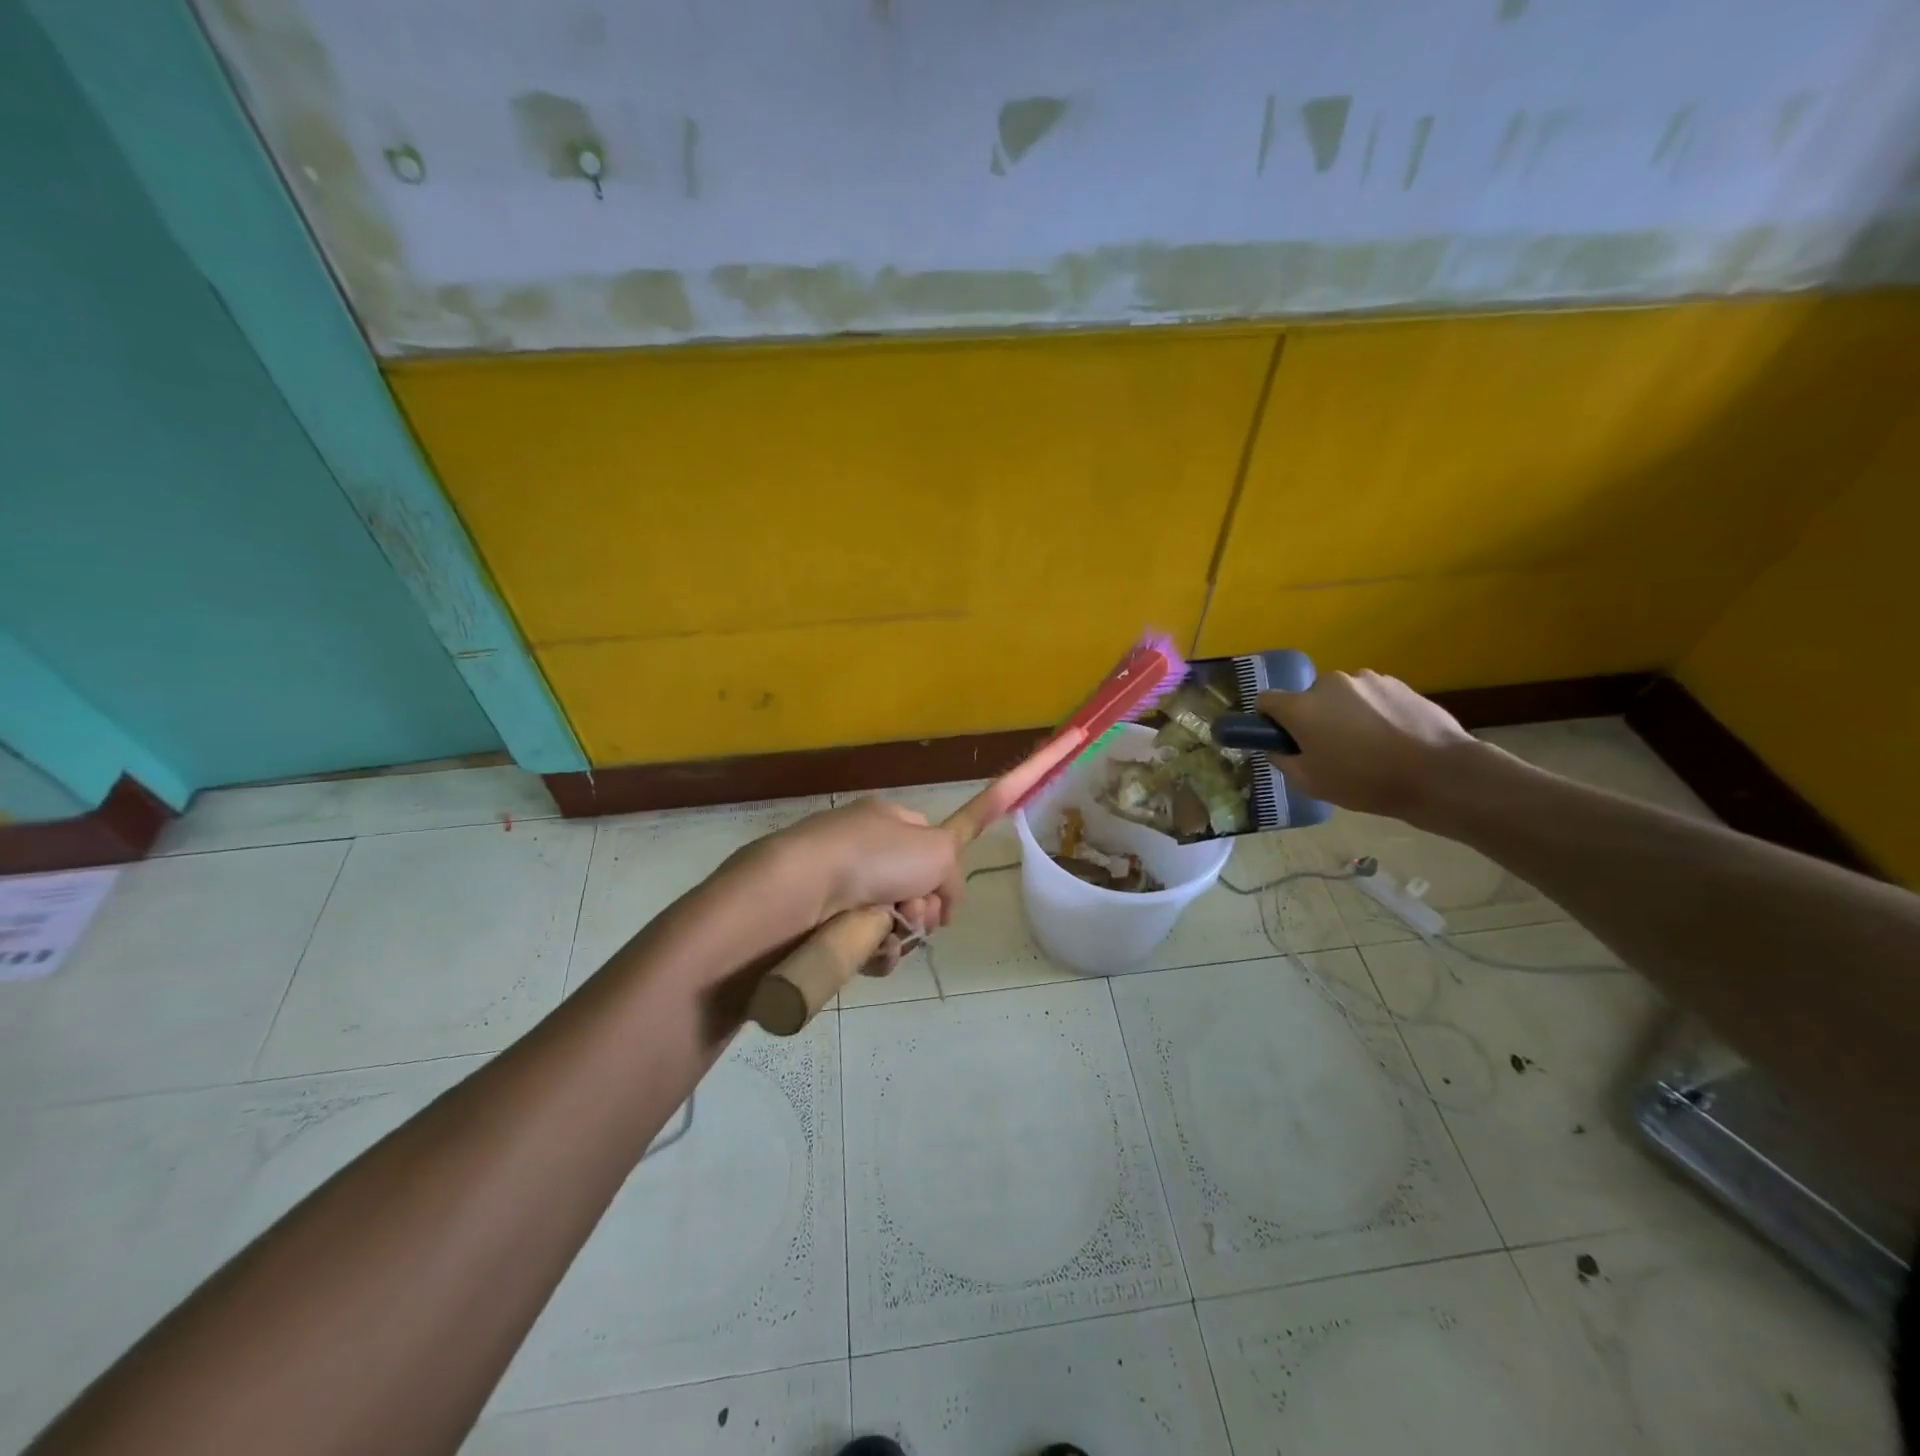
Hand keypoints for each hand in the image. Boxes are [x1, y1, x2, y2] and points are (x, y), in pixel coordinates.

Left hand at [750, 798, 965, 975]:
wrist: (804, 888)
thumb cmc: (875, 857)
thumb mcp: (939, 849)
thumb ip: (954, 871)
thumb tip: (945, 900)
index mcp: (885, 820)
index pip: (926, 841)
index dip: (943, 871)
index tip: (946, 900)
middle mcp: (862, 850)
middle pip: (912, 889)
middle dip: (924, 908)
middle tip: (916, 914)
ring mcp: (840, 887)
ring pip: (891, 922)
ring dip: (903, 934)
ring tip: (893, 934)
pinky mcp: (823, 923)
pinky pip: (865, 945)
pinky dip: (877, 952)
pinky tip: (876, 951)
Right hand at [1257, 670, 1485, 823]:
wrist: (1439, 774)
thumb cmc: (1365, 782)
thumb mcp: (1311, 783)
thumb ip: (1284, 760)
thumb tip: (1279, 747)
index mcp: (1301, 707)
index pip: (1266, 700)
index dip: (1269, 720)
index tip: (1284, 739)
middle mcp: (1328, 684)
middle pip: (1307, 698)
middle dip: (1313, 718)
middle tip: (1331, 749)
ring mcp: (1366, 679)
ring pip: (1341, 696)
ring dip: (1344, 714)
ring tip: (1368, 745)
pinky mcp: (1397, 682)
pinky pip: (1371, 696)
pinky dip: (1373, 712)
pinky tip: (1392, 737)